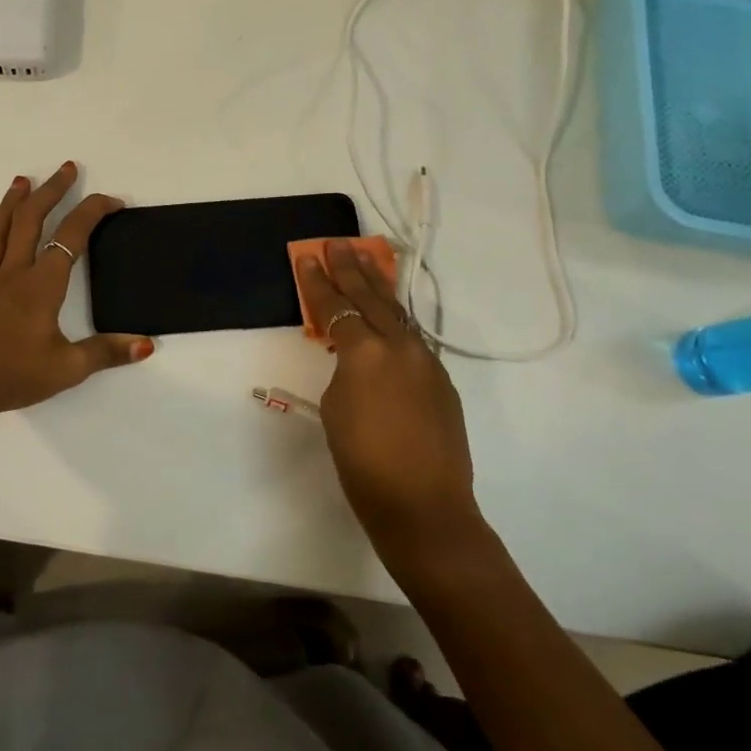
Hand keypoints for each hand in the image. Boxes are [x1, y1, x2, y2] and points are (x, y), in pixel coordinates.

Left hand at [0, 162, 154, 422]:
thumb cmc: (14, 376)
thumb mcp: (68, 369)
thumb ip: (107, 353)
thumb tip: (146, 343)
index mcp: (42, 286)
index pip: (71, 238)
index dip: (93, 213)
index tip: (112, 201)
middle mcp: (12, 276)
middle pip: (31, 222)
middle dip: (51, 192)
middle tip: (66, 169)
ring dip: (8, 206)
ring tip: (20, 181)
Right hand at [293, 242, 482, 558]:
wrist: (424, 507)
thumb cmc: (363, 463)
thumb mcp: (336, 410)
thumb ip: (345, 372)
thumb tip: (357, 361)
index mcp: (366, 353)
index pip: (336, 307)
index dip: (318, 282)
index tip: (308, 257)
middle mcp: (400, 347)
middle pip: (372, 298)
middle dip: (352, 269)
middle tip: (338, 243)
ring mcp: (427, 362)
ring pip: (398, 314)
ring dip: (379, 286)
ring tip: (368, 259)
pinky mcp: (442, 382)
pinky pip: (413, 340)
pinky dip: (396, 321)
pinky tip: (388, 318)